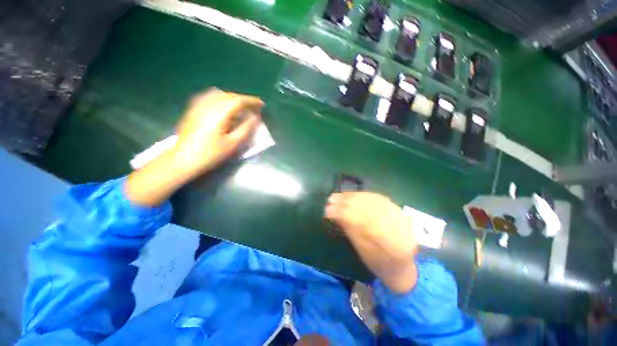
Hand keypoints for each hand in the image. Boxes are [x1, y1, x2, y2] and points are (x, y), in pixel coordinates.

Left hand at [126, 89, 262, 205]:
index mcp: (219, 112)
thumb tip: (256, 117)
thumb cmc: (211, 153)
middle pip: (230, 95)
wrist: (184, 158)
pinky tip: (224, 106)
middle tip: (254, 108)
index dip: (252, 101)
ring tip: (240, 107)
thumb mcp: (233, 143)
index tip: (262, 105)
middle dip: (244, 100)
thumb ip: (246, 128)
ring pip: (220, 94)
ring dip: (233, 98)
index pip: (239, 100)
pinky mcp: (193, 108)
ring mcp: (199, 105)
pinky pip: (210, 96)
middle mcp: (208, 104)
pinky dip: (221, 98)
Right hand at [325, 192, 418, 292]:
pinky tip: (351, 194)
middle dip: (346, 203)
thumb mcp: (364, 253)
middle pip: (369, 208)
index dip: (344, 214)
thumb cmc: (380, 264)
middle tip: (330, 200)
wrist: (403, 263)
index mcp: (394, 245)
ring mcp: (401, 215)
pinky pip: (377, 197)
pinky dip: (361, 194)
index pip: (365, 222)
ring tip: (337, 196)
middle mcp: (401, 226)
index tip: (328, 210)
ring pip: (372, 200)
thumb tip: (336, 214)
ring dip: (352, 197)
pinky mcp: (397, 208)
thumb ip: (352, 231)